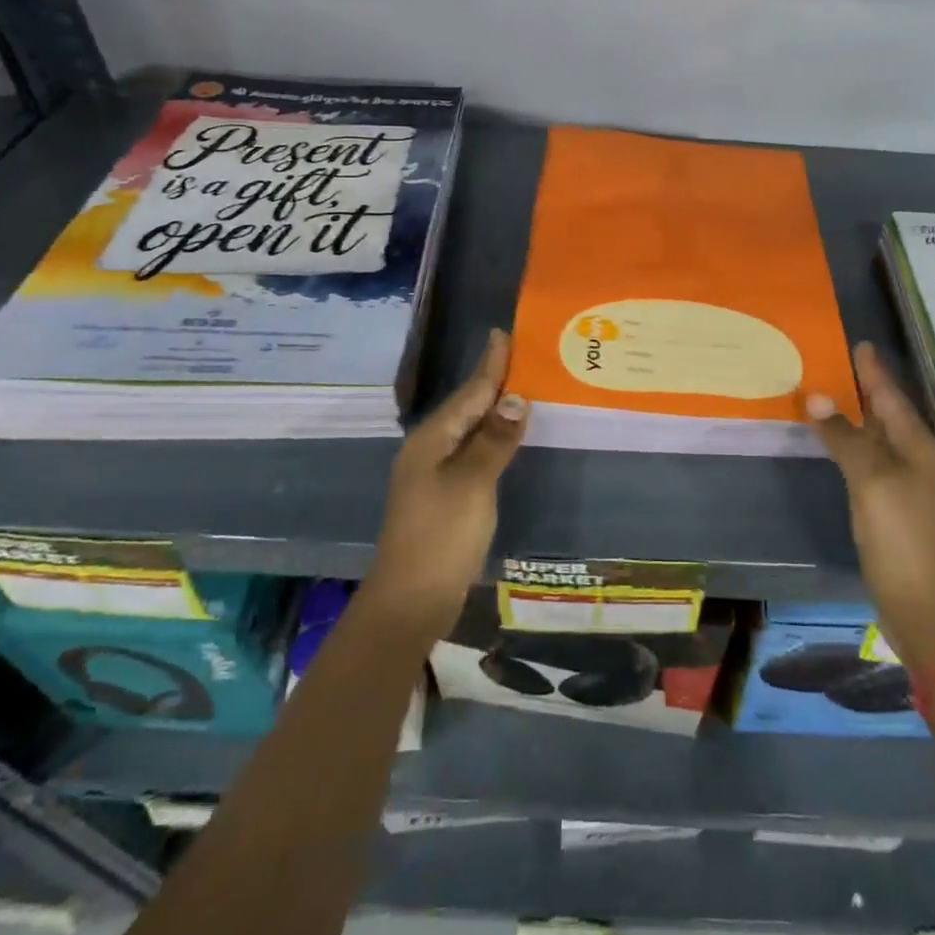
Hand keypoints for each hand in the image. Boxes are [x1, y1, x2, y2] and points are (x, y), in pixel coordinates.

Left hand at [365, 329, 526, 640]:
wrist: (411, 600)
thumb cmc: (441, 534)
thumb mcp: (472, 482)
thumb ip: (495, 439)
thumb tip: (517, 398)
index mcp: (432, 439)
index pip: (470, 392)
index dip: (490, 365)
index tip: (503, 334)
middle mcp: (430, 449)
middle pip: (468, 407)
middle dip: (494, 381)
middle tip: (523, 355)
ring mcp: (435, 474)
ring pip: (471, 430)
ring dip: (495, 410)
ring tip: (522, 388)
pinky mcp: (445, 496)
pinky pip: (473, 452)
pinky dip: (493, 438)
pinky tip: (509, 438)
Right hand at [806, 343, 934, 669]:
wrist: (926, 608)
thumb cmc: (902, 537)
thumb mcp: (871, 480)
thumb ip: (845, 437)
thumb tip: (817, 396)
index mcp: (918, 448)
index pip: (891, 398)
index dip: (874, 372)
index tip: (861, 344)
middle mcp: (917, 462)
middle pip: (887, 416)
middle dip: (866, 390)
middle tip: (840, 365)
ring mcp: (906, 489)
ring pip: (878, 441)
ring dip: (857, 419)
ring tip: (833, 397)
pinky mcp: (893, 512)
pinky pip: (870, 465)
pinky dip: (852, 448)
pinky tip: (838, 449)